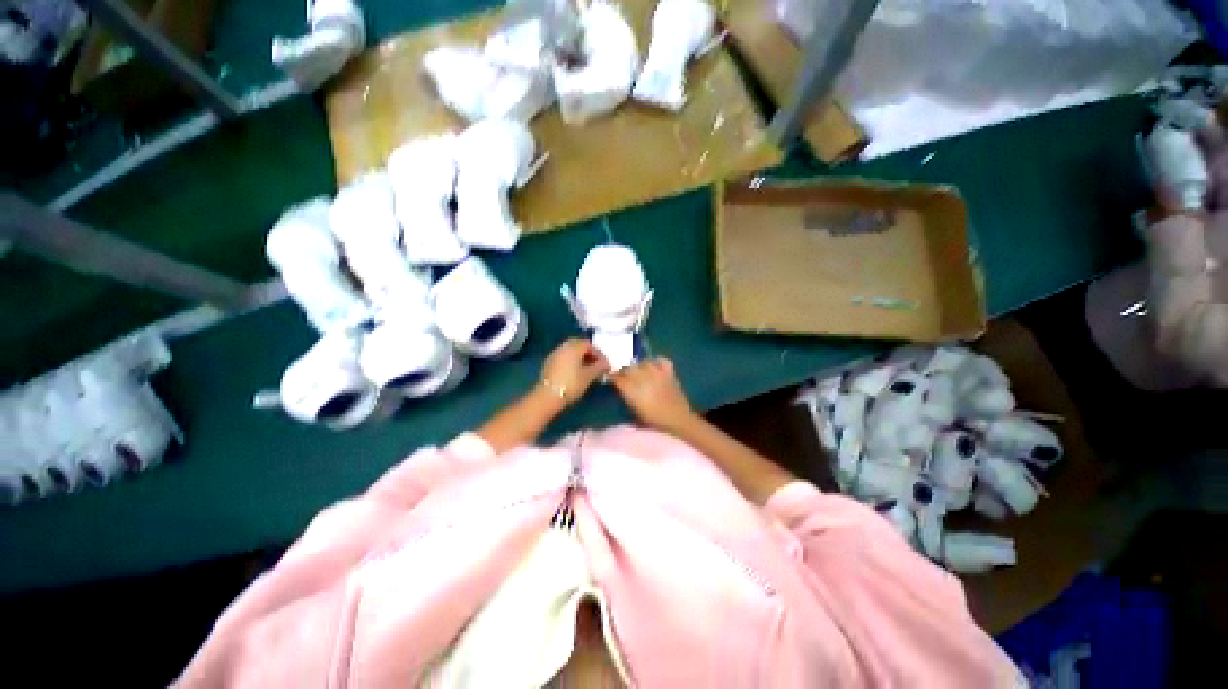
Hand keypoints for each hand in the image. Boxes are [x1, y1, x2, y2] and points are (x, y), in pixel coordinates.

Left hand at [539, 339, 609, 405]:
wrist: (548, 396)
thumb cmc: (571, 384)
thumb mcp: (589, 376)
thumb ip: (599, 367)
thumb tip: (606, 363)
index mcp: (574, 348)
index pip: (589, 345)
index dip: (599, 354)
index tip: (605, 364)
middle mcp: (563, 347)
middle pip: (578, 344)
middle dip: (588, 352)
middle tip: (595, 363)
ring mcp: (554, 354)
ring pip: (570, 350)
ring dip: (579, 356)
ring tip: (586, 368)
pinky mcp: (548, 363)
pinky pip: (563, 357)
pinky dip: (571, 360)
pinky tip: (574, 371)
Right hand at [611, 358, 695, 432]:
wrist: (678, 420)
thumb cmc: (653, 420)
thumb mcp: (634, 411)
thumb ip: (626, 396)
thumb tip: (621, 387)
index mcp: (632, 387)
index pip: (617, 377)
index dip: (613, 378)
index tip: (612, 380)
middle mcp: (642, 376)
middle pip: (628, 368)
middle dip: (624, 372)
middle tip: (625, 378)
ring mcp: (657, 372)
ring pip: (643, 362)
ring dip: (639, 366)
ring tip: (639, 372)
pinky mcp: (669, 371)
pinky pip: (661, 360)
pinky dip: (656, 361)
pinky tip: (654, 366)